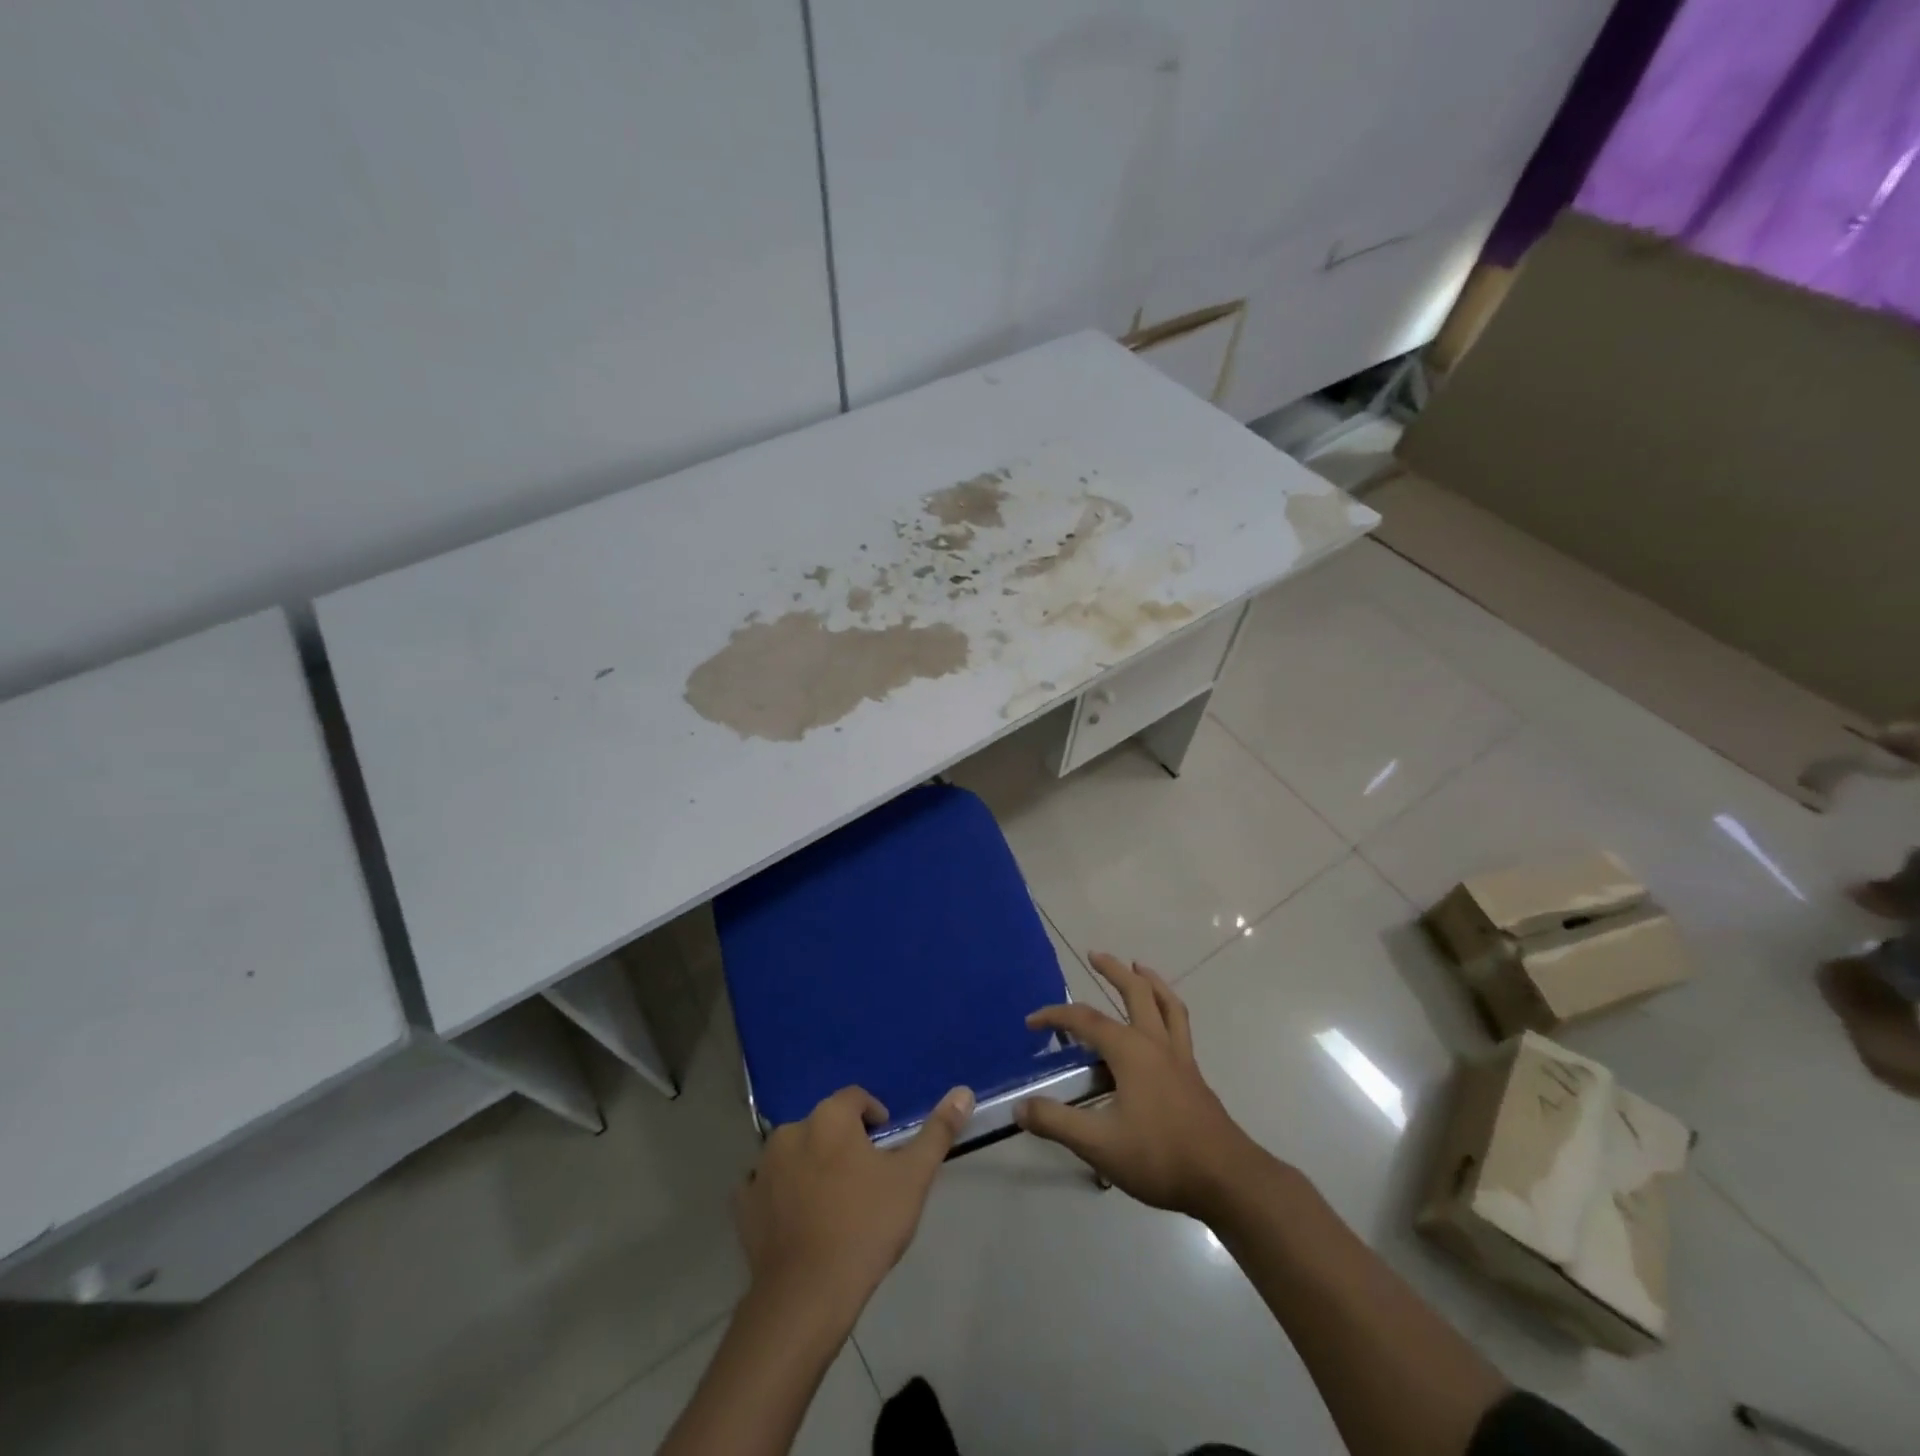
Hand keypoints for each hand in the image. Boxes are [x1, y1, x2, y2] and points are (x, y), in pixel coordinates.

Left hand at [734, 1084, 973, 1312]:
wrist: (807, 1296)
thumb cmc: (865, 1226)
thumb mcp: (913, 1177)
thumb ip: (937, 1132)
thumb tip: (963, 1091)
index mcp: (830, 1117)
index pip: (856, 1099)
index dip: (874, 1118)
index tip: (886, 1149)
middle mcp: (791, 1130)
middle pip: (825, 1126)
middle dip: (843, 1144)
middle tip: (864, 1181)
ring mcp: (762, 1167)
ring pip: (794, 1154)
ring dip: (811, 1167)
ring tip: (833, 1205)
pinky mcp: (743, 1204)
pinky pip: (765, 1187)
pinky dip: (780, 1195)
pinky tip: (797, 1222)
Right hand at [1014, 953, 1261, 1218]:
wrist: (1226, 1179)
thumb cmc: (1160, 1156)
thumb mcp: (1099, 1144)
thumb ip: (1057, 1123)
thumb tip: (1019, 1107)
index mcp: (1130, 1051)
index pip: (1085, 1020)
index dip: (1055, 1016)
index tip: (1031, 1023)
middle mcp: (1156, 1043)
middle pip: (1135, 992)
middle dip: (1113, 970)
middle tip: (1094, 954)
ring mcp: (1179, 1058)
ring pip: (1167, 1004)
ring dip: (1150, 981)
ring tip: (1138, 967)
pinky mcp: (1194, 1075)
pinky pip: (1179, 1026)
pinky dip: (1168, 1008)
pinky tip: (1161, 1023)